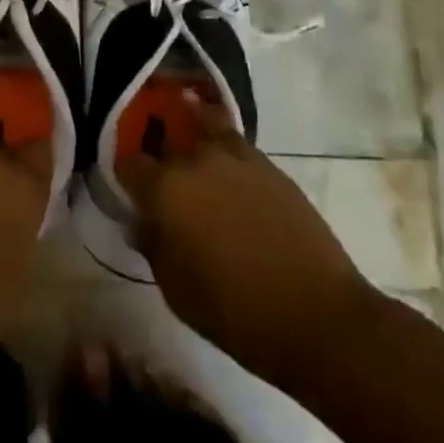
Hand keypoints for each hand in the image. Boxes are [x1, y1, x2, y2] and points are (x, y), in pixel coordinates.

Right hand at [116, 96, 372, 389]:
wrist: (317, 316)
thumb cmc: (234, 312)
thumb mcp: (175, 290)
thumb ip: (152, 246)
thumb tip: (142, 222)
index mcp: (165, 189)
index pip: (129, 163)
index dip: (126, 176)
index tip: (131, 193)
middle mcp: (196, 160)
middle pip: (166, 143)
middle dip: (160, 159)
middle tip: (165, 185)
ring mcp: (237, 157)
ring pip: (204, 126)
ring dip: (194, 138)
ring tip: (195, 155)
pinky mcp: (270, 166)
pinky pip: (236, 144)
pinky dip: (226, 149)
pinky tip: (229, 173)